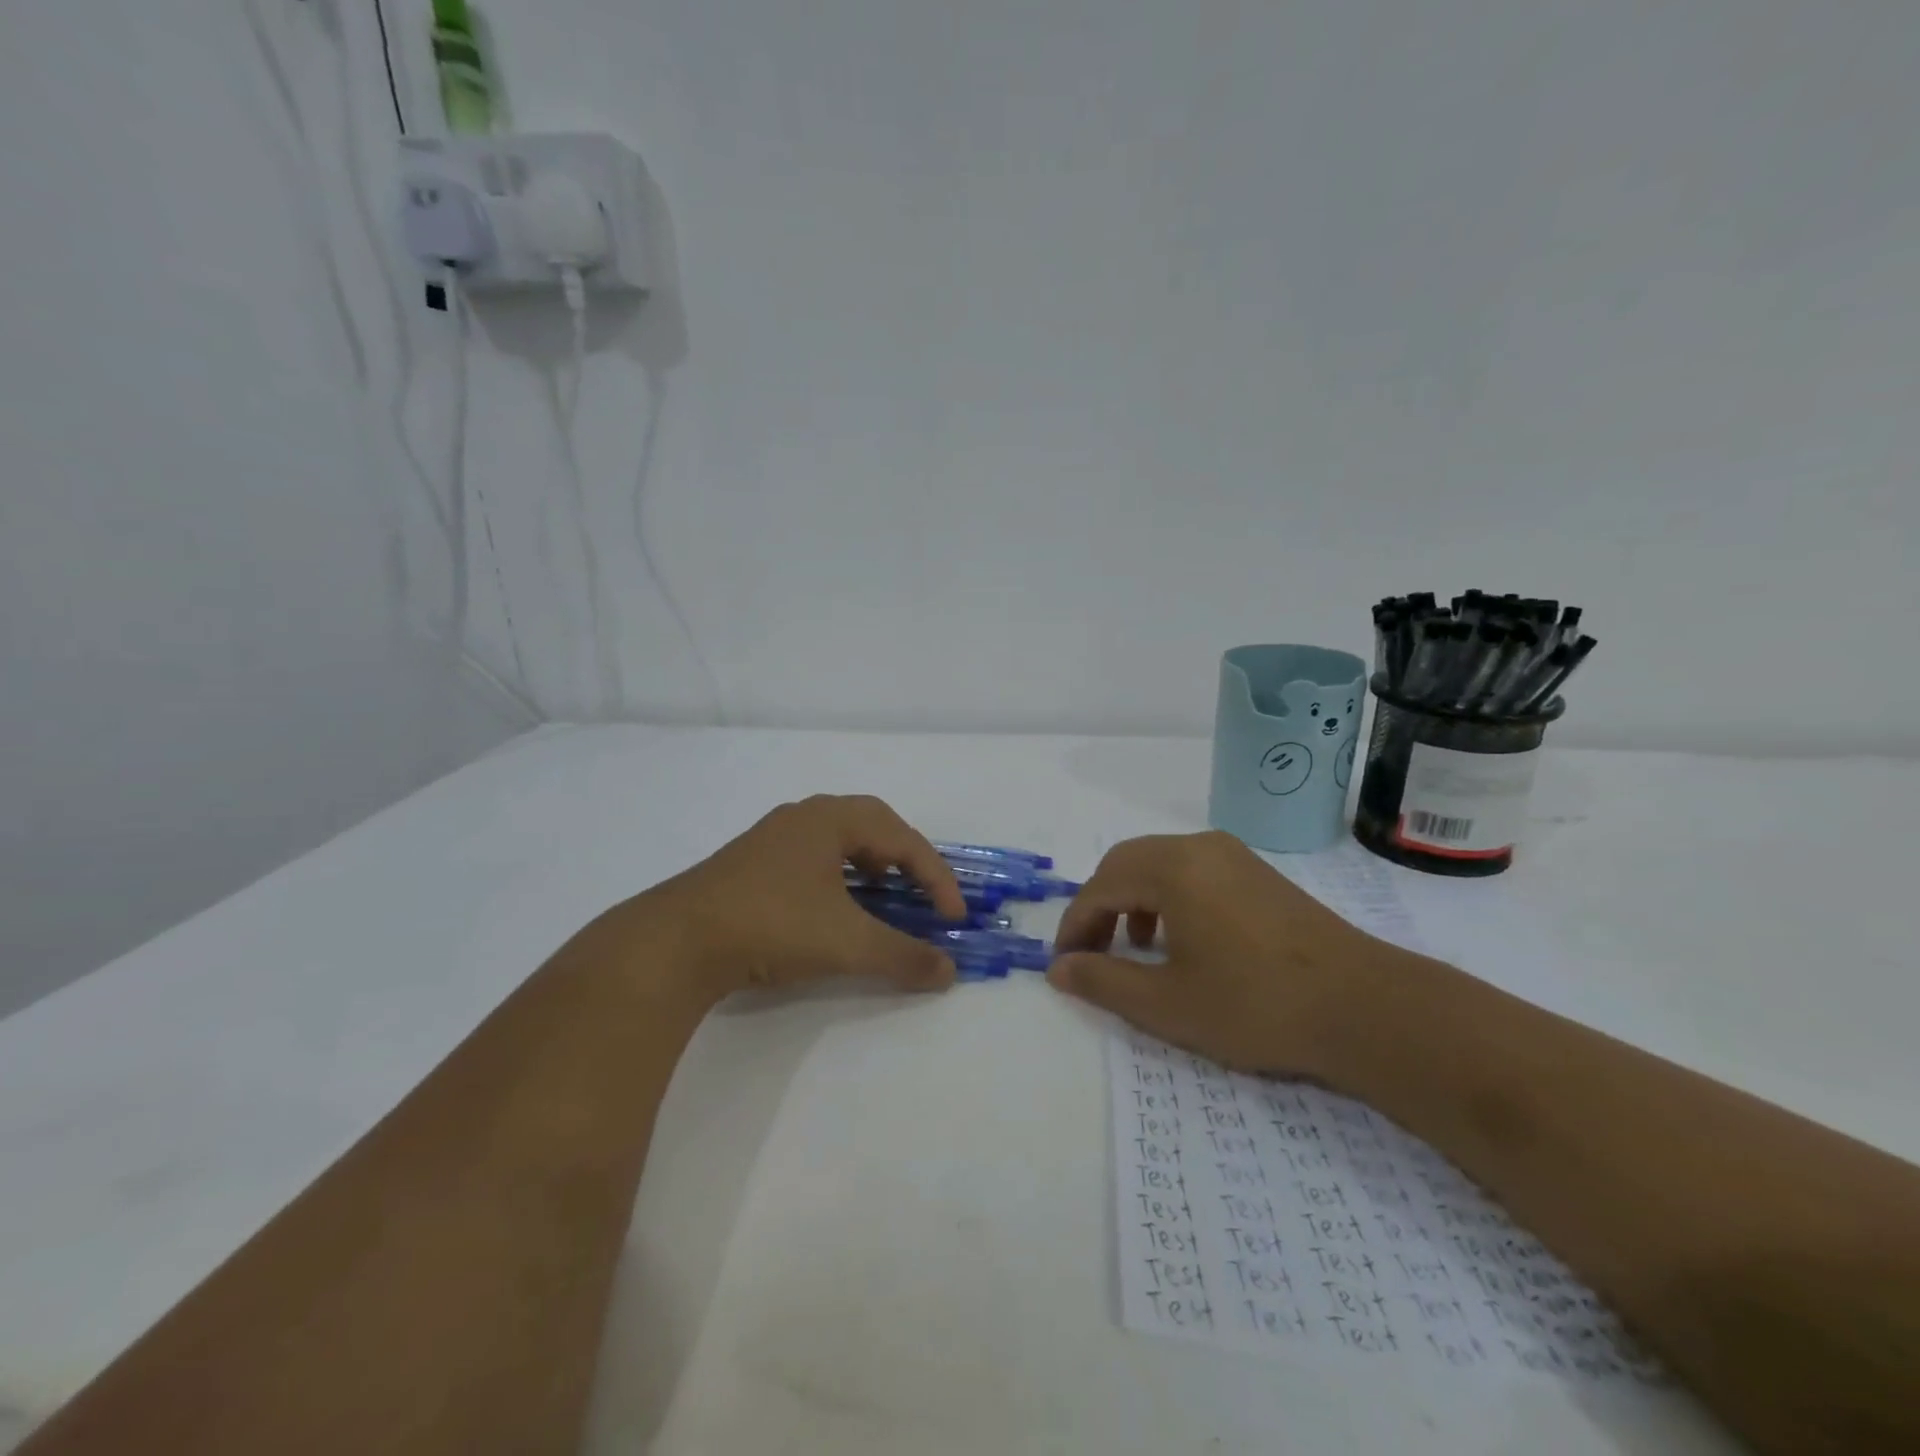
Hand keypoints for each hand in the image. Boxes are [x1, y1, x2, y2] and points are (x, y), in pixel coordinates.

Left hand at [633, 794, 967, 1007]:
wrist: (675, 943)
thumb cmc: (771, 925)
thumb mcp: (847, 942)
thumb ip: (903, 955)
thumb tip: (949, 970)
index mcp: (830, 818)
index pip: (902, 838)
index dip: (936, 877)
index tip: (953, 917)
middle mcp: (803, 818)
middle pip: (872, 827)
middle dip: (906, 861)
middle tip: (922, 895)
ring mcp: (772, 839)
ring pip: (839, 842)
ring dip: (871, 868)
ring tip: (884, 899)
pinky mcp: (750, 865)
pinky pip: (813, 859)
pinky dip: (839, 879)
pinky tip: (835, 910)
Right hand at [1047, 831, 1391, 1076]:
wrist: (1364, 1007)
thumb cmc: (1256, 1004)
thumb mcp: (1168, 1004)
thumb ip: (1104, 982)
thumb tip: (1058, 969)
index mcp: (1173, 868)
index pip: (1101, 887)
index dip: (1075, 925)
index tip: (1065, 965)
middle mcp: (1199, 847)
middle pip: (1126, 864)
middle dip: (1100, 907)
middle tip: (1091, 952)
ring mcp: (1233, 856)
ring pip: (1159, 864)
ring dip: (1132, 899)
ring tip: (1134, 947)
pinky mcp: (1257, 873)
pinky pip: (1191, 870)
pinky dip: (1166, 896)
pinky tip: (1181, 938)